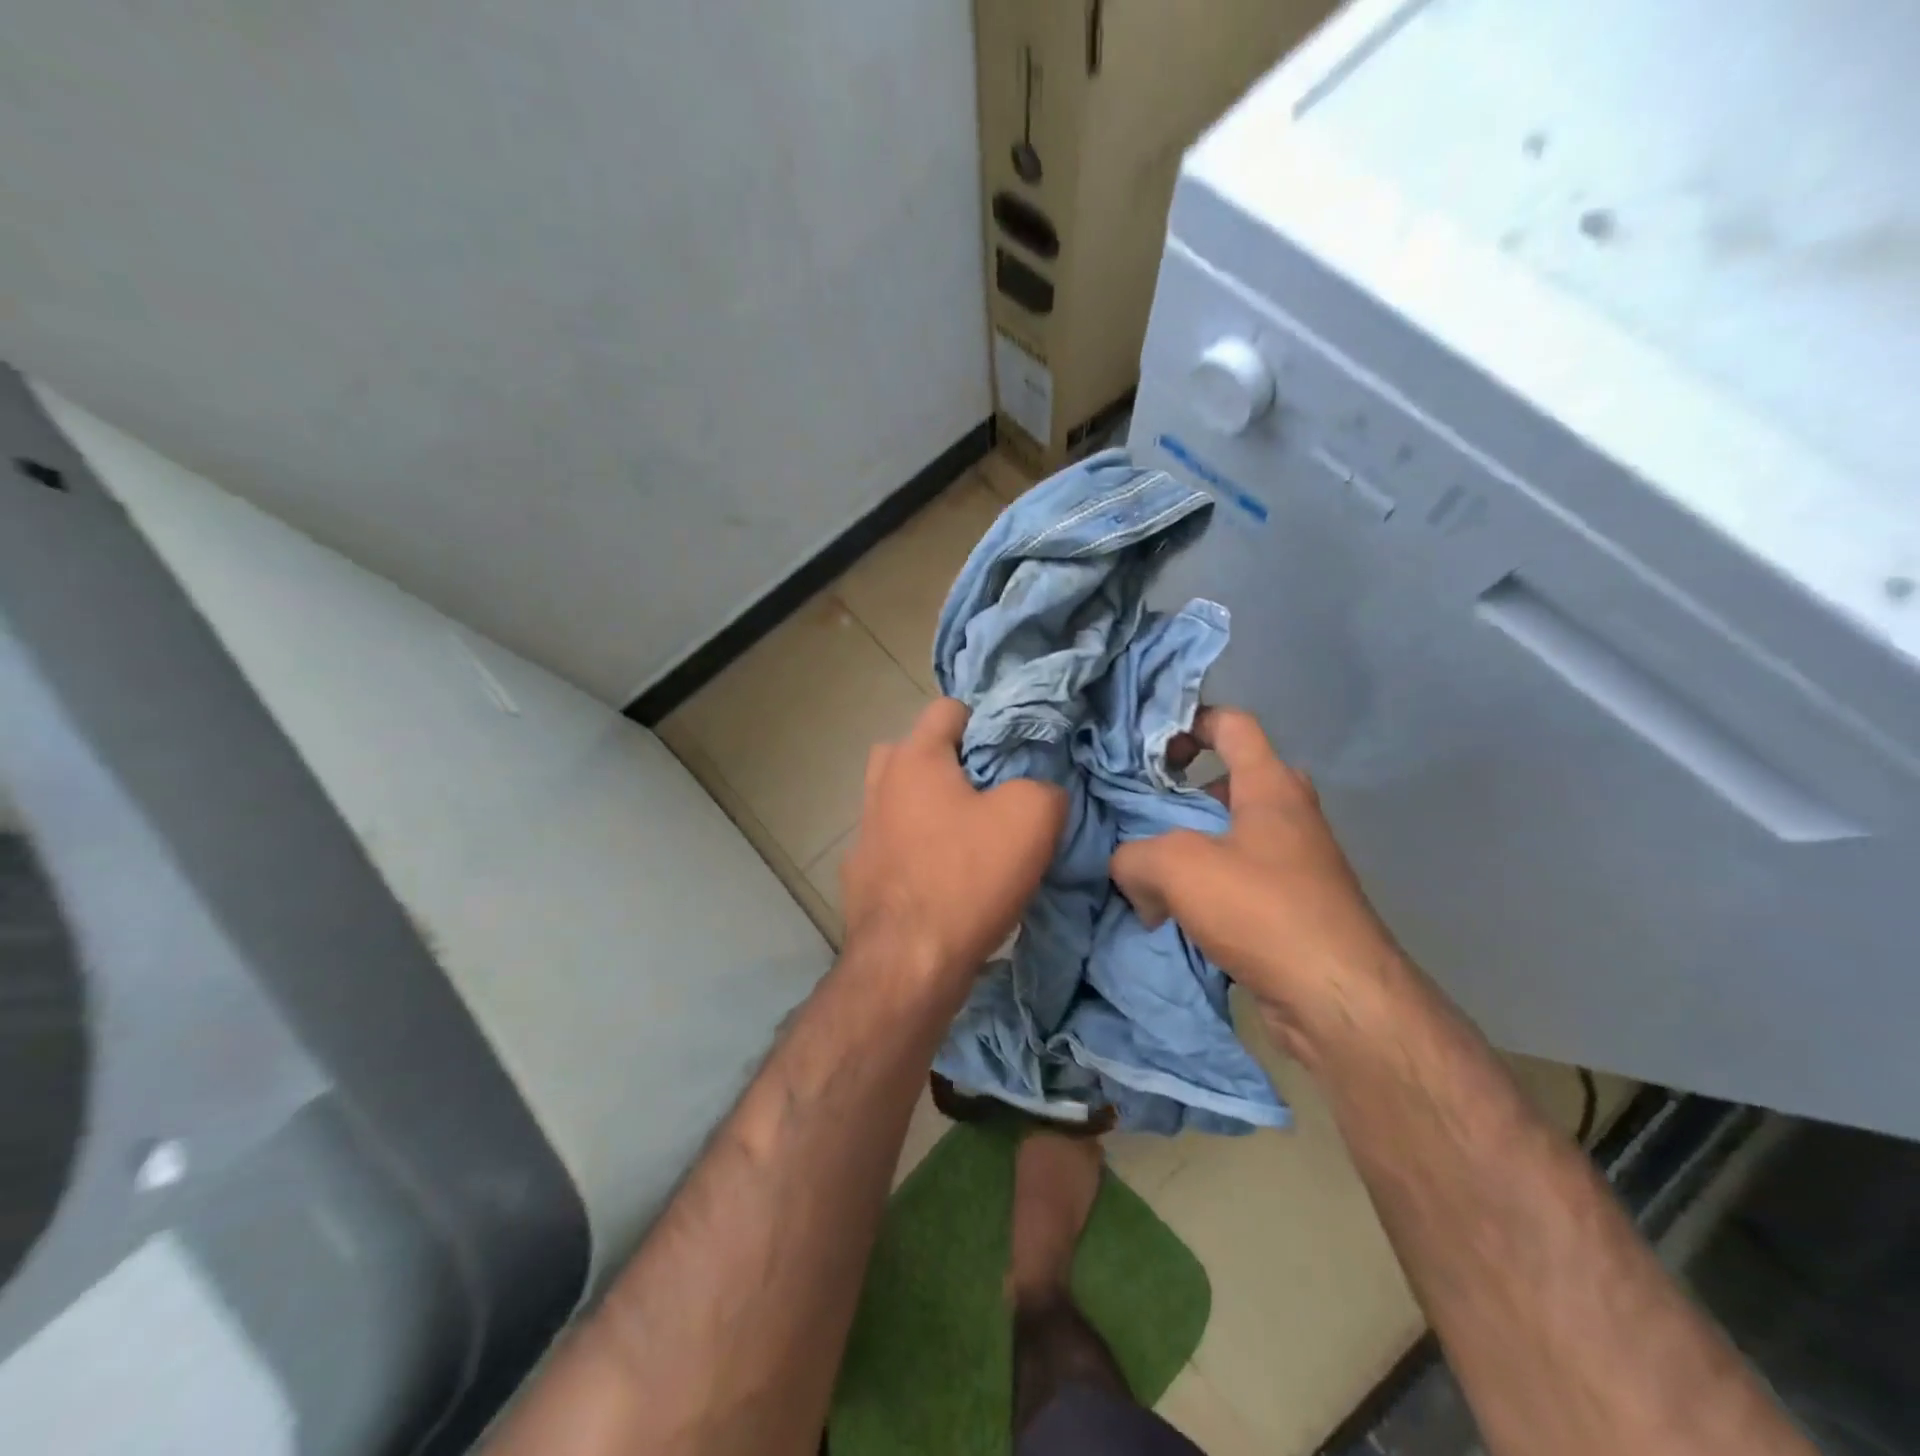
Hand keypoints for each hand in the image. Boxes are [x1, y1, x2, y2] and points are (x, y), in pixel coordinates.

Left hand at [841, 698, 1065, 985]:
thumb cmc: (968, 877)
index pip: (949, 708)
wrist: (909, 963)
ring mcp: (863, 831)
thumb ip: (1044, 786)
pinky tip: (943, 876)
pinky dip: (917, 848)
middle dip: (953, 763)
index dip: (987, 721)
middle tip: (989, 792)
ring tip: (970, 835)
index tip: (1014, 754)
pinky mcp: (861, 873)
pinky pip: (895, 843)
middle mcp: (880, 784)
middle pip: (917, 750)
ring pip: (902, 798)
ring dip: (932, 806)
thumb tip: (1037, 791)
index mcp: (914, 758)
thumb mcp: (1032, 818)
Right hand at [1110, 707, 1401, 1055]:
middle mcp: (1288, 815)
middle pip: (1228, 782)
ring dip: (1188, 846)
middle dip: (1181, 794)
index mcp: (1270, 786)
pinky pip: (1237, 879)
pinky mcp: (1293, 906)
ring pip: (1229, 835)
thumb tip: (1132, 873)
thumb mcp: (1178, 867)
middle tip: (1139, 812)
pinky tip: (1171, 913)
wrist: (1337, 999)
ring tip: (1144, 868)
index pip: (1232, 725)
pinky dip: (1204, 888)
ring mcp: (1295, 862)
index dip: (1190, 721)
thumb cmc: (1262, 910)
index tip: (1149, 746)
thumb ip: (1135, 856)